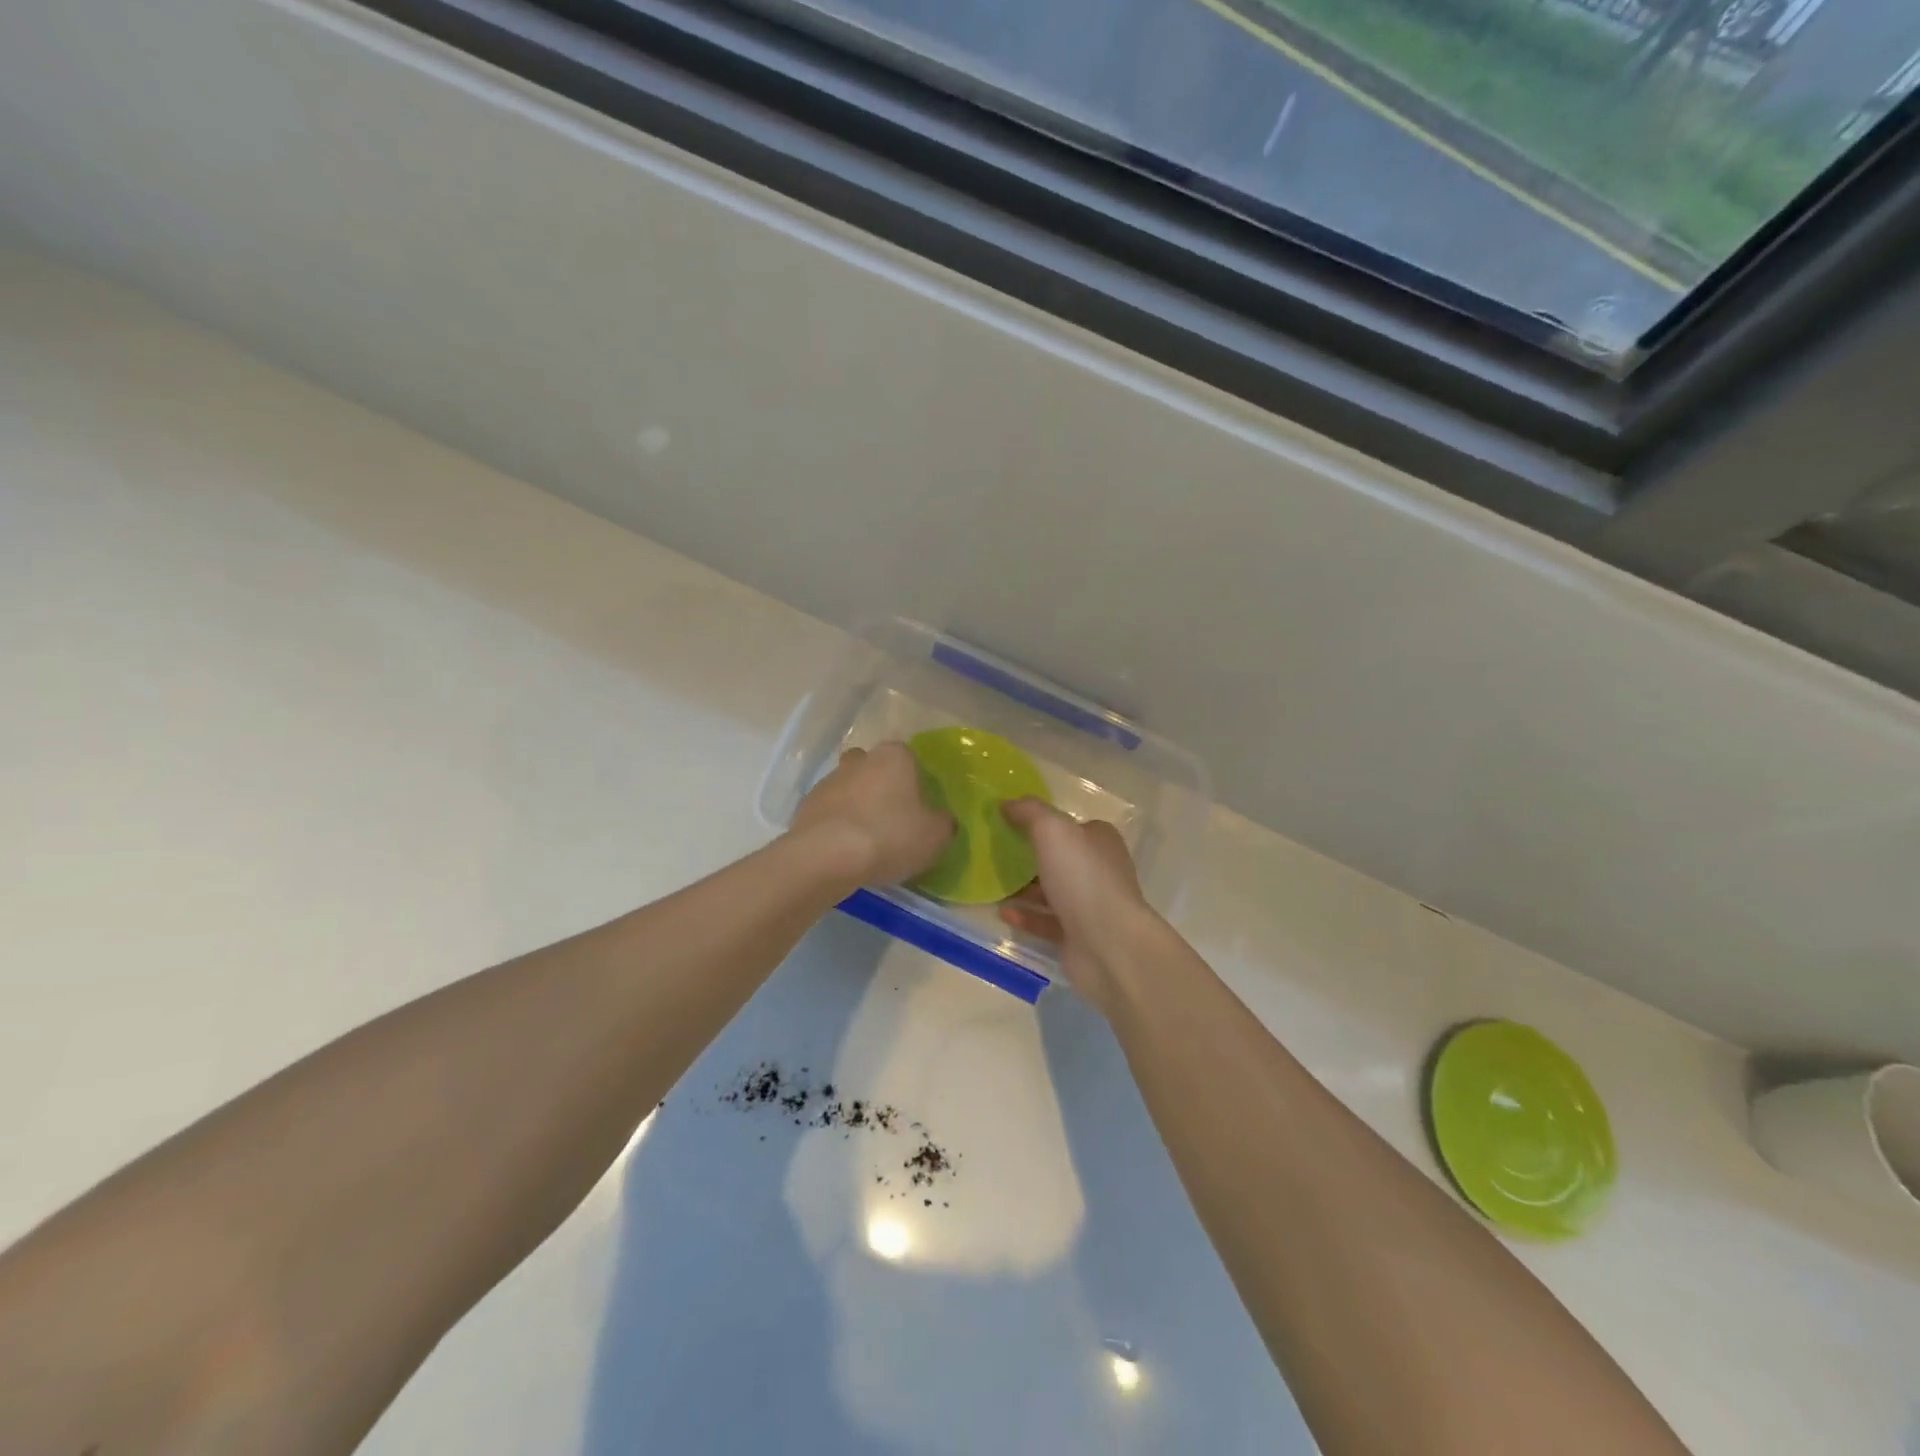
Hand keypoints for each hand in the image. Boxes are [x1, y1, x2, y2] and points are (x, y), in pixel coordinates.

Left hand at [790, 743, 954, 887]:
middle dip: (882, 787)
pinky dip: (837, 825)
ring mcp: (829, 780)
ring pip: (850, 788)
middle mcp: (860, 759)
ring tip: (866, 841)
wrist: (827, 856)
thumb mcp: (935, 835)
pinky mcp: (805, 805)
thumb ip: (943, 823)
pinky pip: (829, 812)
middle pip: (875, 768)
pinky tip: (844, 850)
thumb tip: (941, 820)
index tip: (919, 809)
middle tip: (892, 819)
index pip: (910, 759)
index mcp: (895, 757)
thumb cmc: (890, 836)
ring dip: (857, 806)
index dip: (916, 783)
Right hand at [998, 798, 1160, 1012]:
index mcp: (1100, 841)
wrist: (1108, 945)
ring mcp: (1091, 906)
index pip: (1072, 826)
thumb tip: (1007, 803)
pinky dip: (1026, 916)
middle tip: (995, 854)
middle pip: (1061, 859)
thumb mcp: (1053, 830)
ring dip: (1024, 889)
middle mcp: (1099, 870)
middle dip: (1030, 858)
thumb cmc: (1083, 877)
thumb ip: (1029, 812)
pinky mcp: (1079, 936)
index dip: (1044, 823)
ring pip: (1052, 892)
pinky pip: (1047, 922)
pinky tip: (1002, 912)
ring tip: (992, 884)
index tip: (1010, 823)